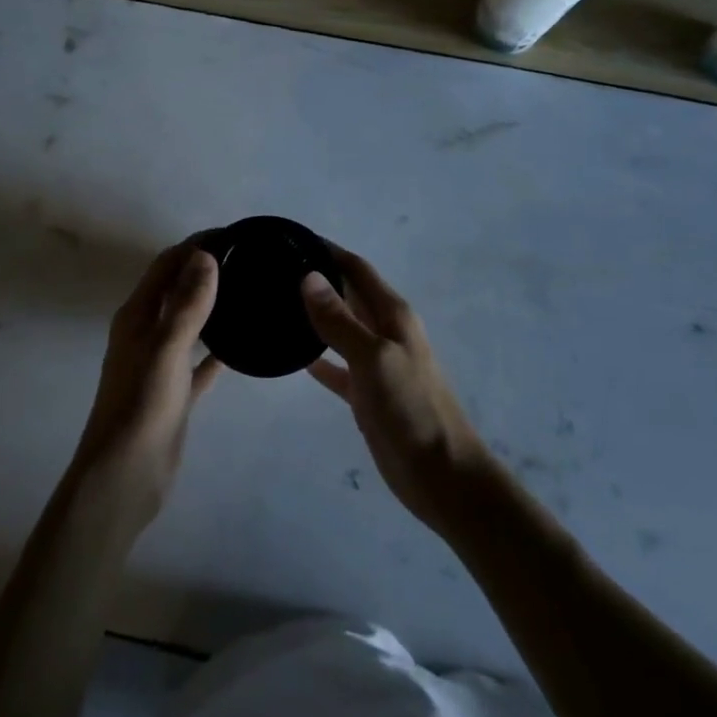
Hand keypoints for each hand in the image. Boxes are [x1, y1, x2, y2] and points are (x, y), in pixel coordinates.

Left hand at [68, 243, 222, 533]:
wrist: (123, 479)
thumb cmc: (141, 407)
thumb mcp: (166, 349)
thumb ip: (186, 303)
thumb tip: (205, 255)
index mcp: (136, 316)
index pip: (166, 265)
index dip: (194, 245)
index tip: (232, 234)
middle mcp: (145, 333)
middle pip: (176, 289)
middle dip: (204, 269)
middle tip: (247, 259)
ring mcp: (159, 364)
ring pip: (188, 323)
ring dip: (211, 305)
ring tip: (248, 292)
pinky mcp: (174, 393)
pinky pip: (199, 362)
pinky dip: (217, 349)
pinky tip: (242, 345)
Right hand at [303, 246, 497, 535]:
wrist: (442, 477)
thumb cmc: (412, 409)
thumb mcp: (374, 359)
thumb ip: (340, 320)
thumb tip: (308, 277)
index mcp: (393, 314)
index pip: (356, 268)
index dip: (328, 251)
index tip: (291, 240)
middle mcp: (385, 331)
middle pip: (348, 294)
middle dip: (317, 280)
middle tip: (273, 272)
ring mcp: (376, 363)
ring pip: (341, 328)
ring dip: (315, 316)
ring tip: (275, 306)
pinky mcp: (367, 394)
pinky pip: (337, 366)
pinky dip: (318, 357)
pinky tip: (293, 355)